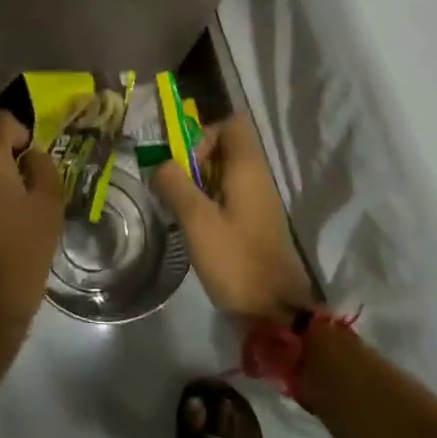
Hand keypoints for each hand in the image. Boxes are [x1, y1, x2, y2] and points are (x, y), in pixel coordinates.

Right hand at [152, 117, 317, 320]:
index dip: (204, 134)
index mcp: (248, 168)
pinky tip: (195, 228)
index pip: (231, 124)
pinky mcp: (256, 224)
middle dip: (195, 161)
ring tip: (179, 209)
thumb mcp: (197, 221)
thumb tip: (160, 163)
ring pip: (225, 174)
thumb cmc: (236, 260)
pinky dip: (210, 203)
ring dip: (199, 184)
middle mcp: (258, 178)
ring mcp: (259, 202)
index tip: (185, 164)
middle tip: (175, 188)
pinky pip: (230, 197)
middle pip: (226, 147)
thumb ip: (175, 184)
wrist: (276, 313)